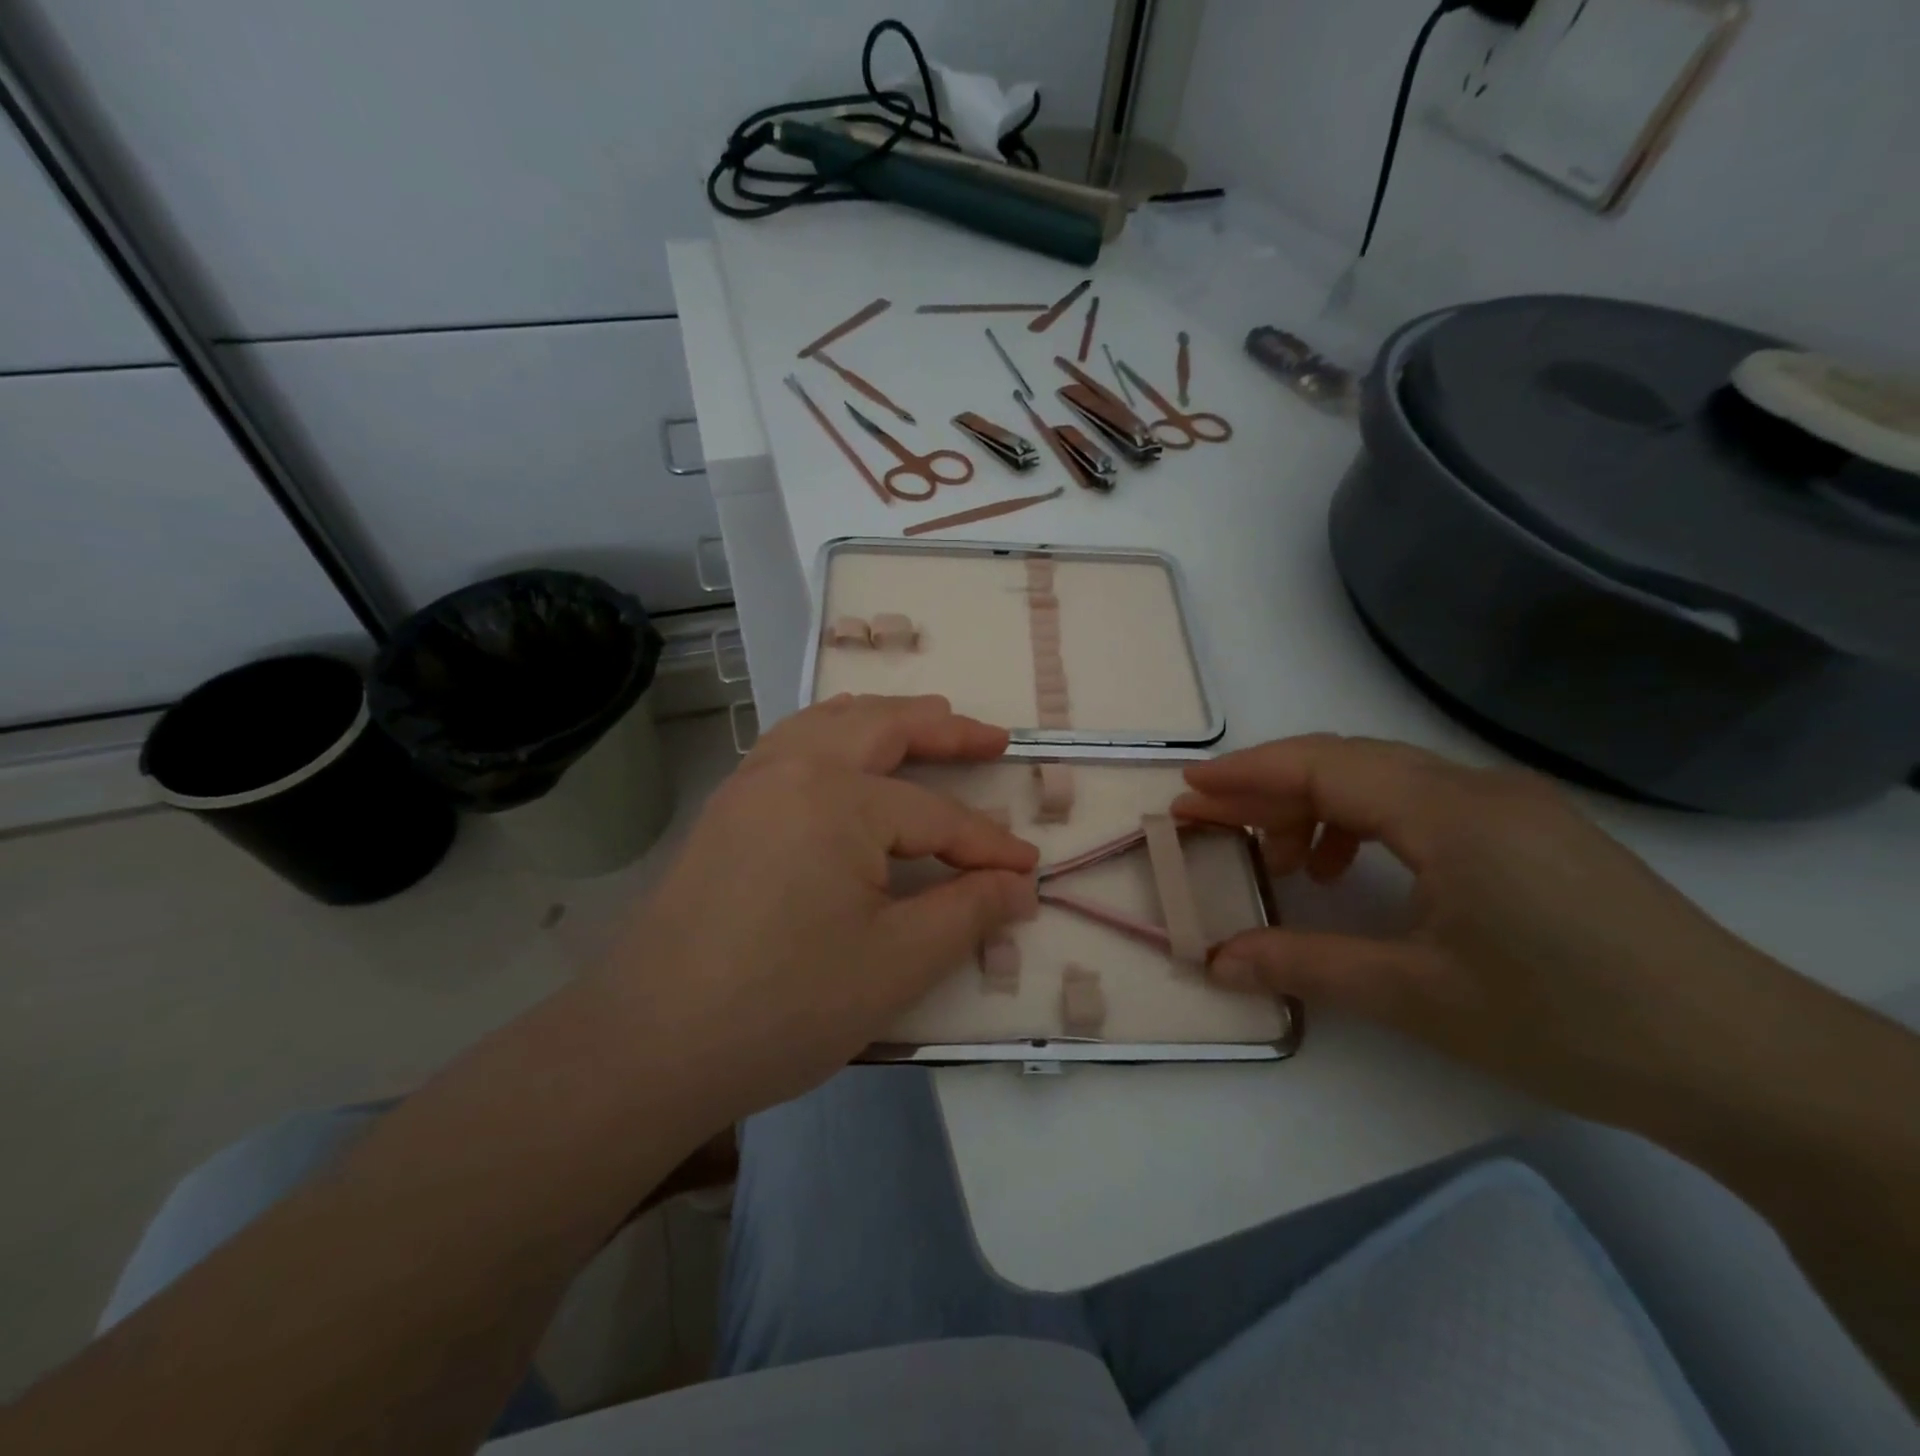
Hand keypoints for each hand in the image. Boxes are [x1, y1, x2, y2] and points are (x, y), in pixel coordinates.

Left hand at [594, 695, 1037, 1121]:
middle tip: (992, 738)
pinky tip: (843, 756)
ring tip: (924, 721)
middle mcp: (792, 769)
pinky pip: (790, 745)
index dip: (987, 846)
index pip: (936, 815)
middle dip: (944, 730)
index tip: (1028, 871)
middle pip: (882, 728)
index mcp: (837, 798)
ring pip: (828, 723)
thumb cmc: (785, 1003)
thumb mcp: (897, 962)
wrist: (650, 1045)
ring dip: (883, 718)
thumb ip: (968, 912)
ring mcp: (750, 784)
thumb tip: (1019, 885)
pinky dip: (832, 733)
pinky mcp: (726, 810)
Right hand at [1175, 735, 1812, 1135]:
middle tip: (1212, 819)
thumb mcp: (1418, 998)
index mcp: (1450, 813)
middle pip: (1348, 762)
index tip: (1187, 787)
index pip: (1324, 766)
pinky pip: (1424, 802)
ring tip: (1287, 860)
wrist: (1745, 1063)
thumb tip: (1217, 960)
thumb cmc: (1568, 1022)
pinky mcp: (1533, 831)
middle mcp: (1478, 788)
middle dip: (1270, 786)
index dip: (1247, 773)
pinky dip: (1369, 823)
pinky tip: (1358, 870)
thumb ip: (1306, 965)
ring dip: (1320, 806)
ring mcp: (1512, 805)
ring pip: (1387, 779)